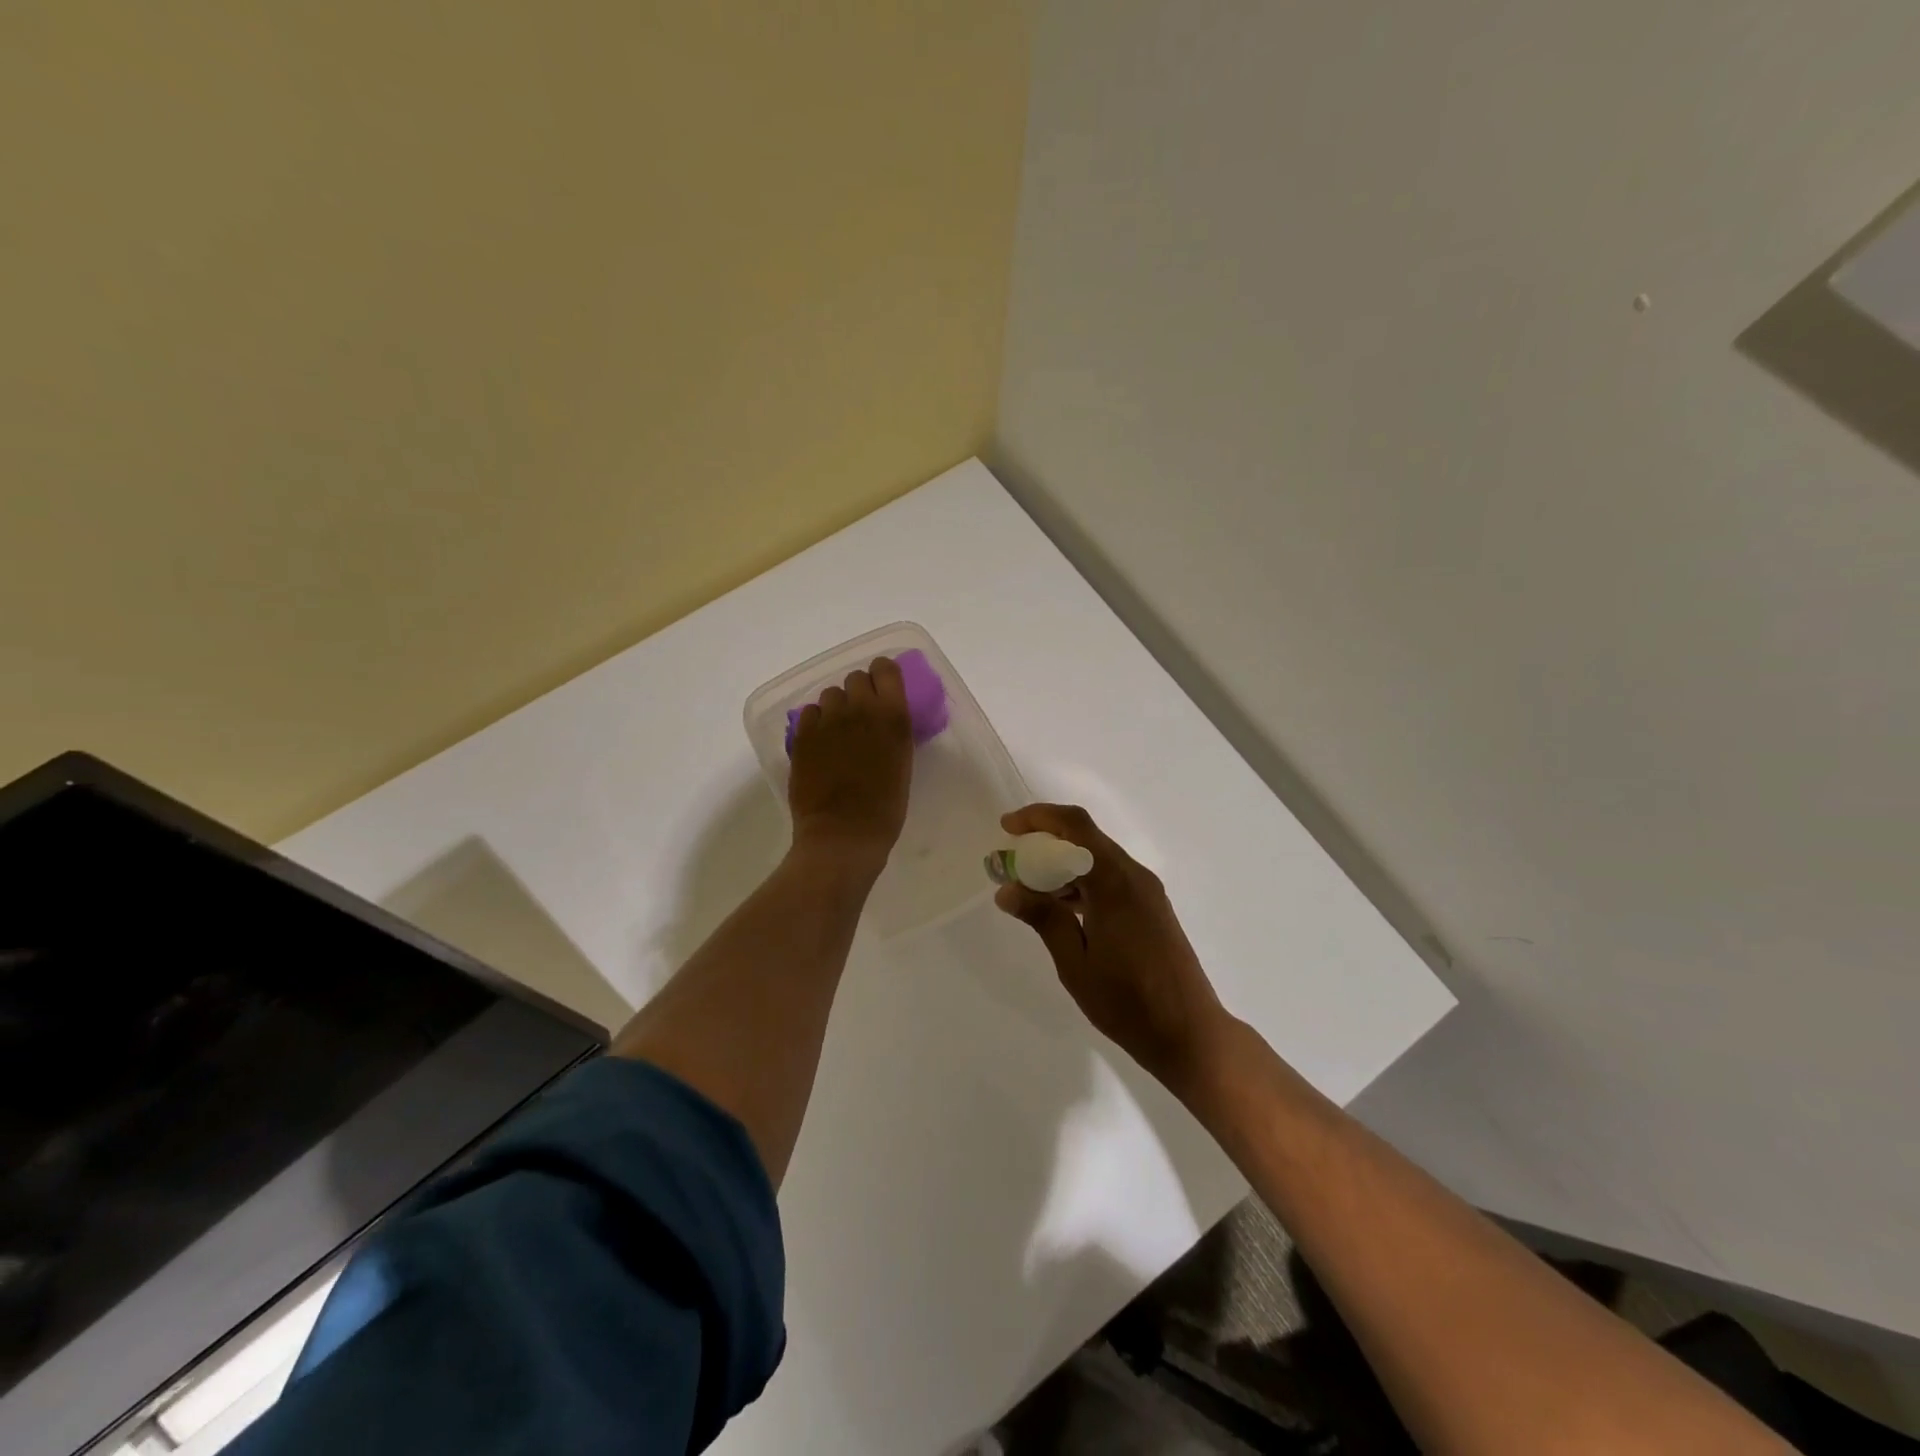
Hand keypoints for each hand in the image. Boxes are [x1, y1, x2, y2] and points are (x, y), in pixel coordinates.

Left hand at [787, 657, 913, 877]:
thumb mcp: (902, 762)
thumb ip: (892, 732)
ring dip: (835, 707)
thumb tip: (881, 720)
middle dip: (858, 693)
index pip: (885, 669)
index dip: (882, 675)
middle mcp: (860, 709)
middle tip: (860, 717)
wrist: (843, 834)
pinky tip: (819, 743)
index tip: (882, 690)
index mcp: (893, 716)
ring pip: (830, 694)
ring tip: (837, 732)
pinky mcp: (803, 735)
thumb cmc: (885, 808)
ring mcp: (828, 721)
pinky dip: (815, 722)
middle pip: (855, 678)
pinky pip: (809, 712)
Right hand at [994, 804, 1229, 1092]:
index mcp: (1115, 882)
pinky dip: (1082, 880)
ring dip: (1063, 863)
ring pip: (1098, 858)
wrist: (1190, 1033)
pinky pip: (1111, 878)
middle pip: (1086, 838)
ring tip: (1028, 888)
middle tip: (1012, 861)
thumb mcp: (1075, 963)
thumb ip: (1044, 919)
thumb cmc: (1128, 1001)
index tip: (1007, 828)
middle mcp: (1134, 876)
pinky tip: (1061, 908)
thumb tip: (1007, 890)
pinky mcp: (1151, 908)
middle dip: (1046, 840)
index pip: (1075, 826)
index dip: (1039, 817)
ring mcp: (1146, 892)